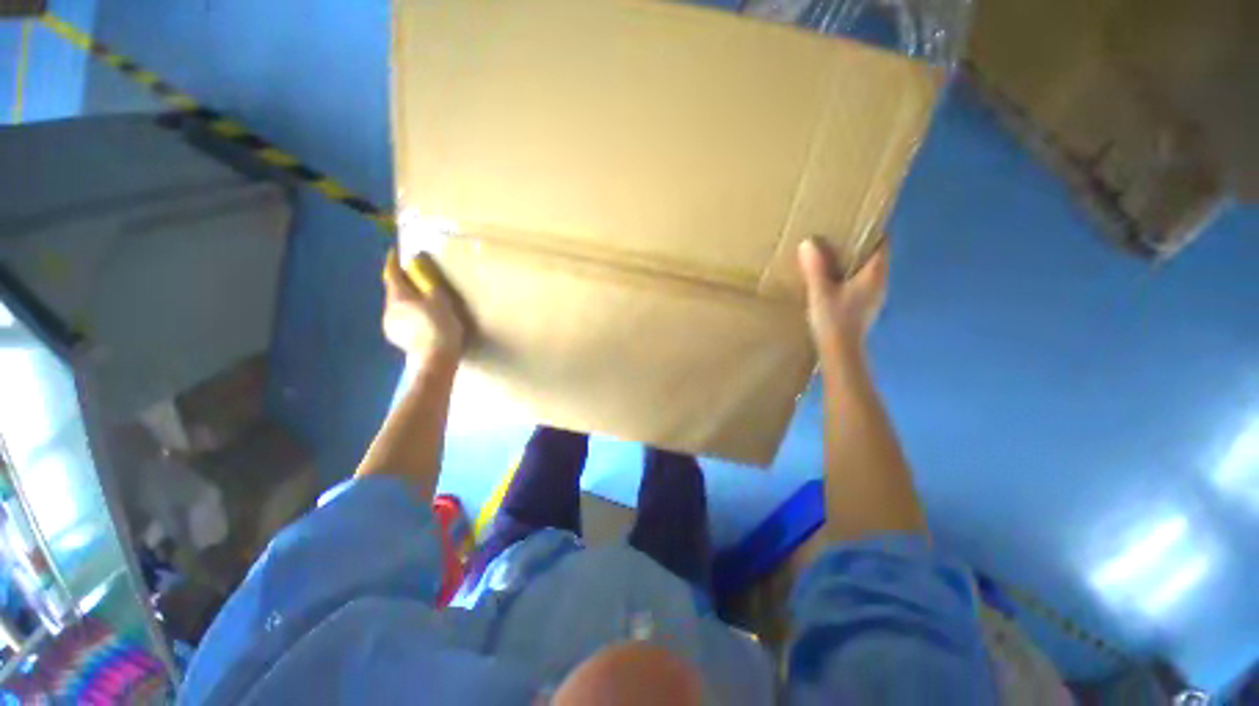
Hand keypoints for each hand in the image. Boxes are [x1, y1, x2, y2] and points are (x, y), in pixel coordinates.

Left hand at [382, 249, 466, 360]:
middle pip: (394, 291)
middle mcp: (388, 308)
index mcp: (398, 296)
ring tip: (422, 302)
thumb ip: (427, 280)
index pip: (391, 273)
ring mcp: (390, 325)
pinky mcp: (396, 338)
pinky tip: (421, 320)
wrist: (436, 357)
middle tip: (417, 280)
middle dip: (403, 284)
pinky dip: (409, 315)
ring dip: (407, 301)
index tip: (395, 251)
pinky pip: (401, 320)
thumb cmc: (440, 325)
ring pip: (397, 306)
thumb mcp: (440, 299)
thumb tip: (418, 262)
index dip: (393, 261)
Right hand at [797, 237, 888, 350]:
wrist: (841, 352)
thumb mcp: (821, 291)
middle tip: (837, 235)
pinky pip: (859, 283)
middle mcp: (879, 283)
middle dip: (859, 244)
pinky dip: (849, 277)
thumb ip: (815, 267)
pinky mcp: (864, 308)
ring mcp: (873, 297)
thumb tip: (808, 242)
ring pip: (866, 271)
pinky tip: (831, 280)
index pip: (882, 243)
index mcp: (874, 274)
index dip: (873, 229)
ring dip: (852, 262)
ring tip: (831, 256)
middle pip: (874, 256)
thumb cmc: (834, 320)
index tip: (857, 219)